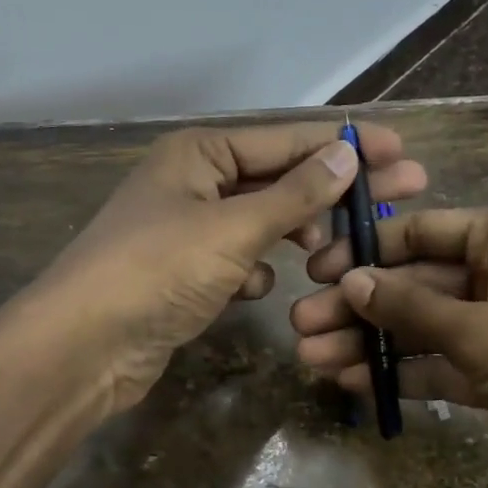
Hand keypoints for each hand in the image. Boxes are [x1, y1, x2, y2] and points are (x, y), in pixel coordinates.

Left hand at [29, 121, 425, 416]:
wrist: (83, 348)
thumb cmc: (157, 272)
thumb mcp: (232, 228)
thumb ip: (295, 193)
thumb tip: (347, 152)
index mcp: (199, 153)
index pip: (288, 139)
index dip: (346, 144)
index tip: (402, 150)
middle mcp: (193, 182)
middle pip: (280, 179)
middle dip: (335, 191)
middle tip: (405, 192)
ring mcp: (188, 230)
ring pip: (261, 223)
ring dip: (292, 236)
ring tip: (328, 254)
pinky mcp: (185, 274)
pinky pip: (237, 261)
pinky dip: (252, 273)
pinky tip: (255, 290)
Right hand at [291, 206, 487, 487]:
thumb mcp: (485, 333)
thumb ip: (412, 308)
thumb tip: (351, 282)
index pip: (420, 232)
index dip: (365, 250)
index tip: (315, 272)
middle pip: (415, 283)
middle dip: (359, 307)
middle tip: (301, 328)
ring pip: (423, 327)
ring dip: (372, 343)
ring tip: (313, 361)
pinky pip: (442, 364)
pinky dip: (404, 373)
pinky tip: (355, 385)